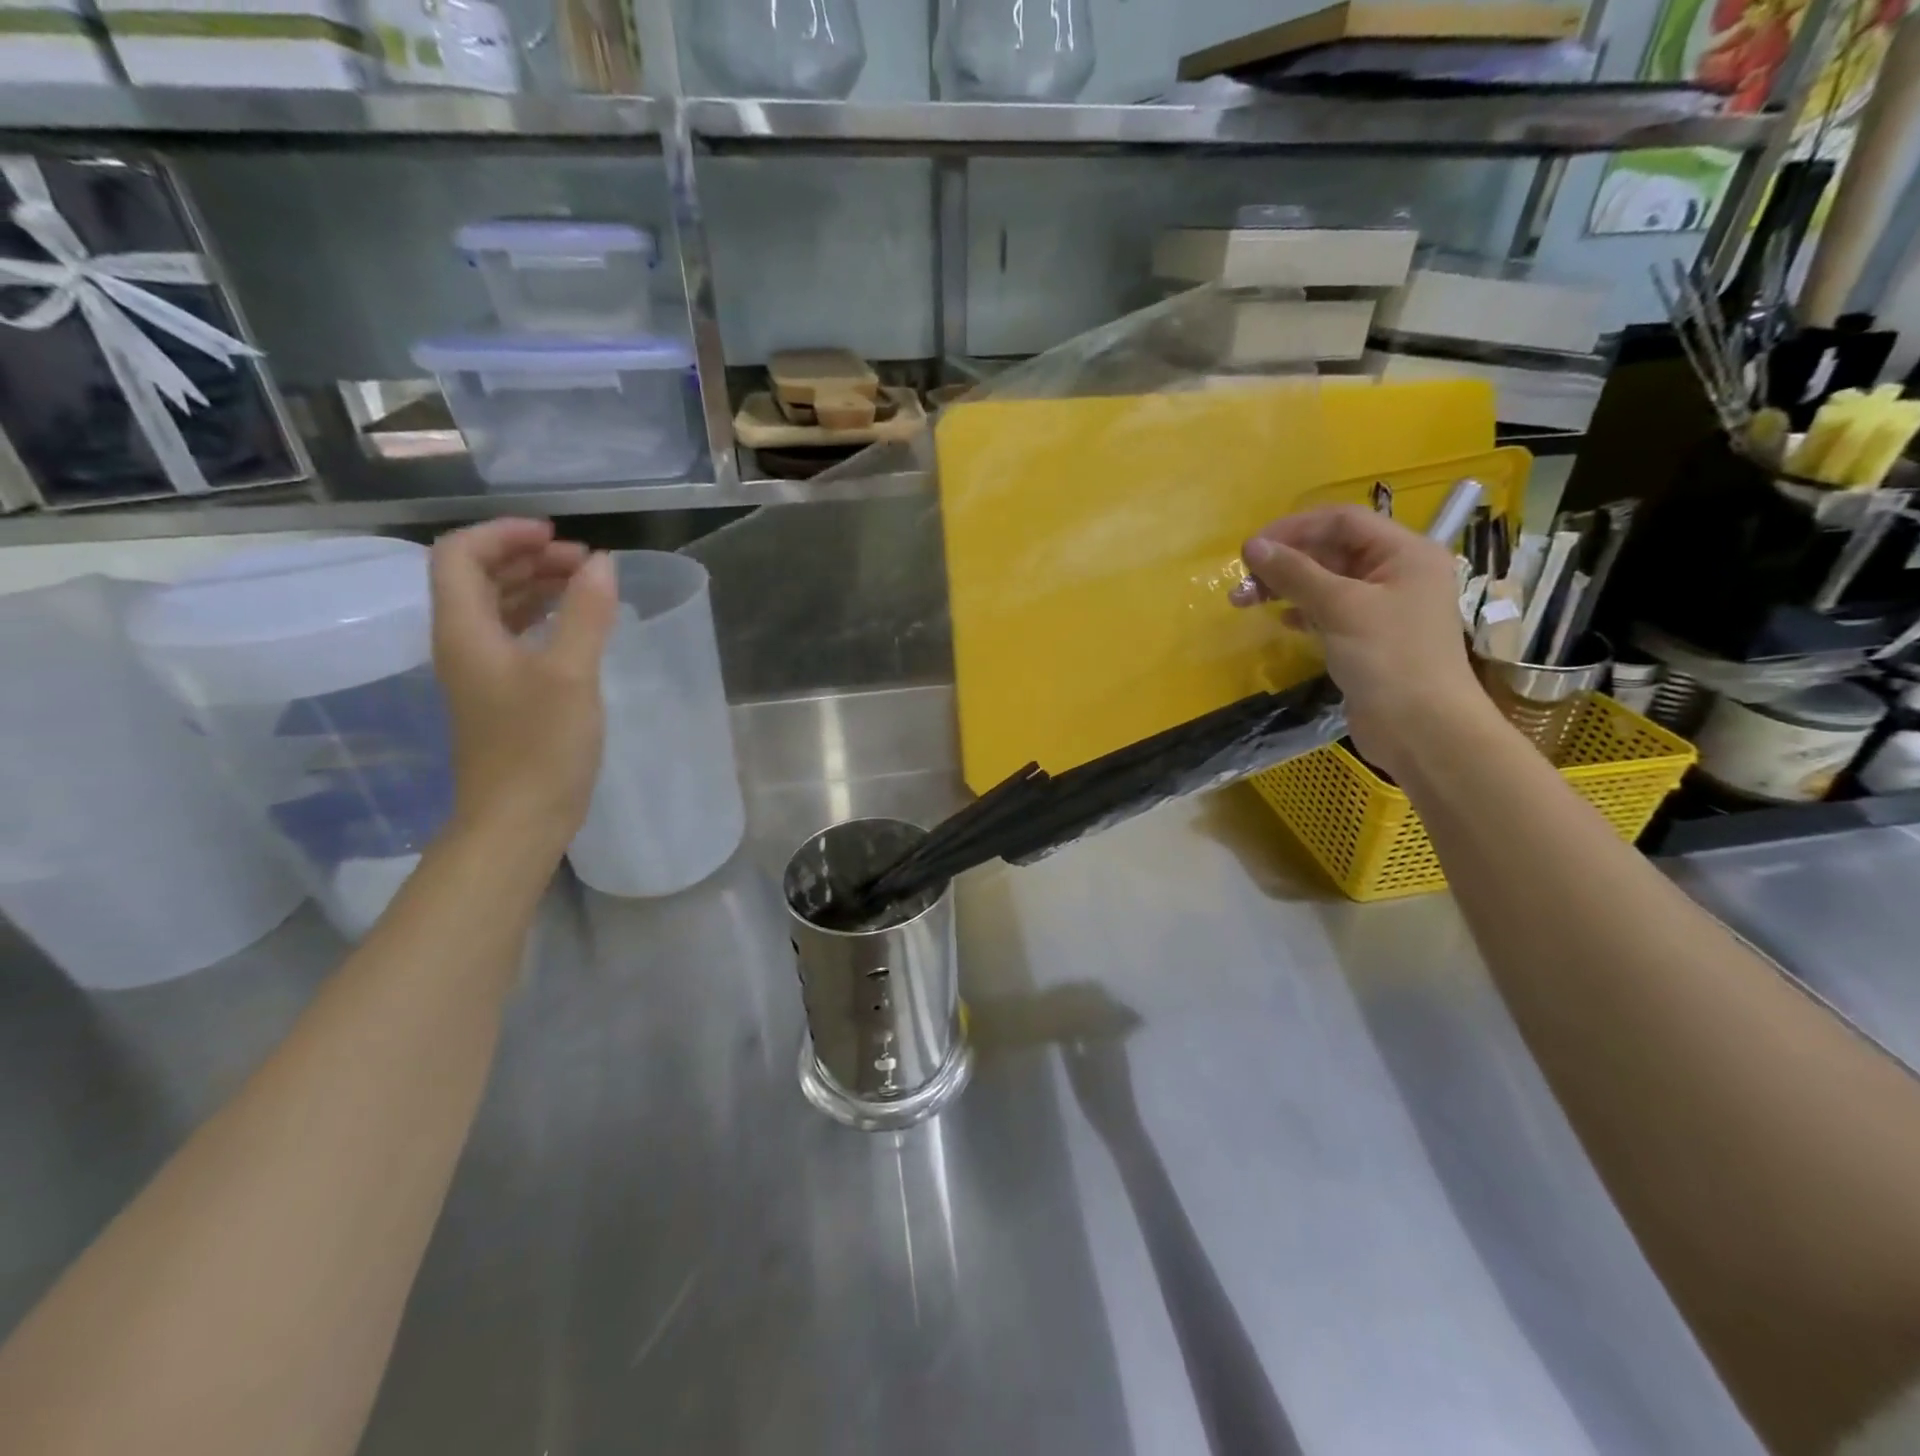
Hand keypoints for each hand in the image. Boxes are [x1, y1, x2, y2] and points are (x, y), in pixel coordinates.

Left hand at [430, 519, 618, 854]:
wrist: (518, 820)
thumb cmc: (540, 747)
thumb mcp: (571, 674)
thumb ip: (586, 614)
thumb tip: (602, 562)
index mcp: (465, 630)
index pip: (460, 555)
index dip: (503, 534)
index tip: (558, 535)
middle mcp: (463, 644)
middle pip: (479, 577)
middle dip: (528, 557)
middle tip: (585, 561)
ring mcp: (481, 672)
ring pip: (498, 608)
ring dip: (537, 586)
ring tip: (587, 584)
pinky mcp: (502, 696)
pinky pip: (514, 637)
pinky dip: (543, 618)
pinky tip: (577, 626)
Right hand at [1231, 505, 1488, 777]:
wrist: (1422, 730)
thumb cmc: (1389, 659)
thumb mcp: (1340, 607)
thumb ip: (1295, 573)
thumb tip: (1251, 546)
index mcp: (1404, 552)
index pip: (1341, 521)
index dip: (1293, 529)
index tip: (1250, 549)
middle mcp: (1396, 573)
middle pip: (1331, 550)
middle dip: (1284, 562)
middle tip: (1242, 582)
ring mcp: (1382, 608)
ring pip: (1325, 582)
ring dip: (1285, 587)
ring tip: (1244, 602)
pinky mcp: (1367, 638)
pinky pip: (1328, 611)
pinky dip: (1301, 611)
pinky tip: (1281, 621)